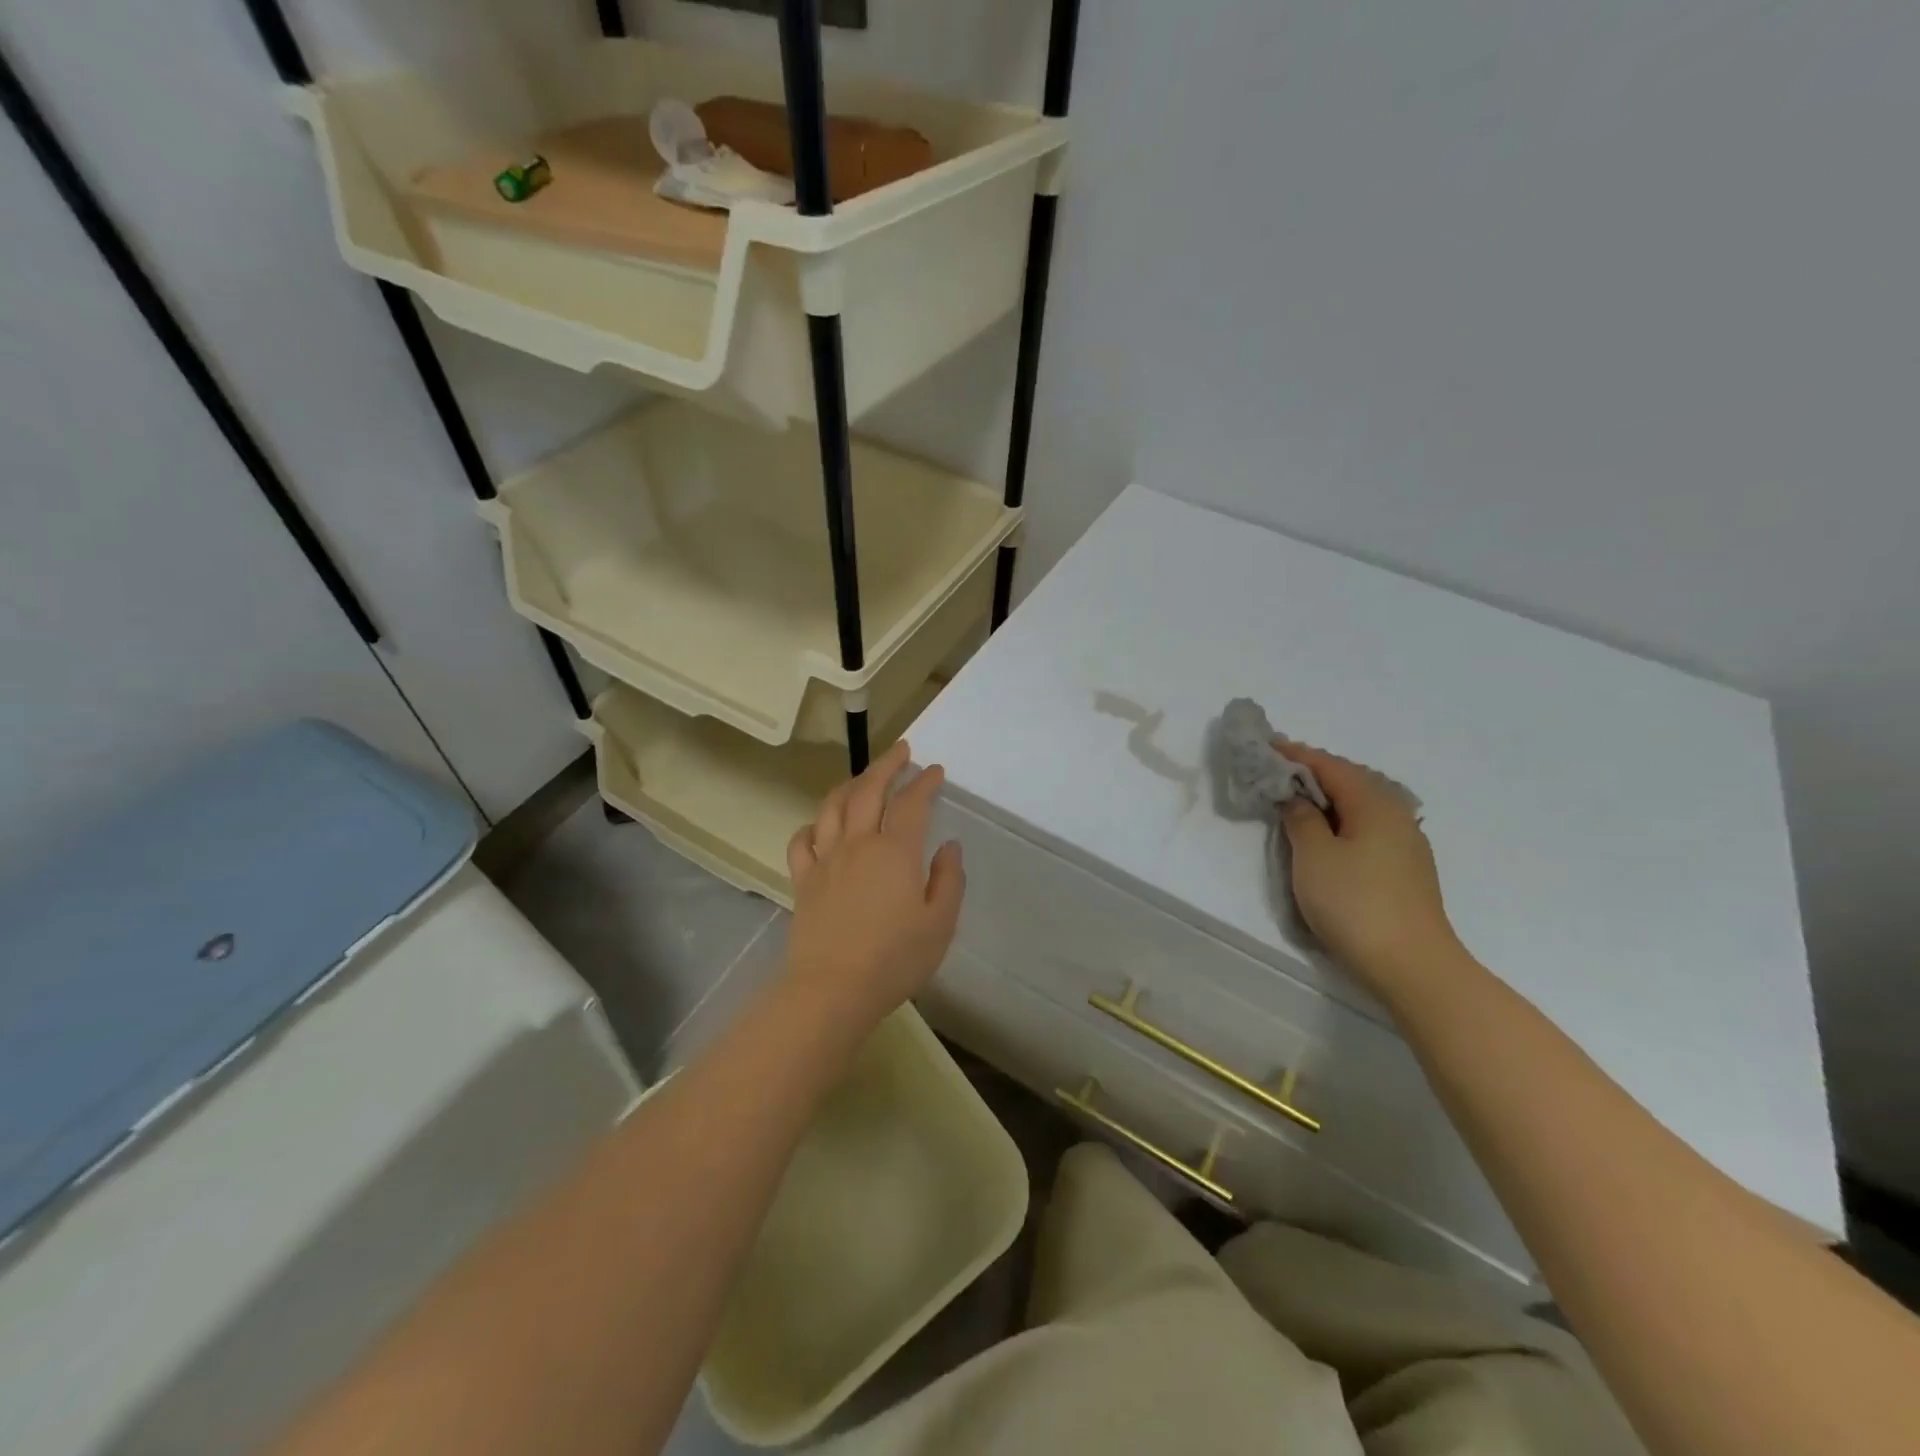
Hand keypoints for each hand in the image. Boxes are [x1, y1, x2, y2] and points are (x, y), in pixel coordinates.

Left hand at [784, 740, 965, 1030]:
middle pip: (868, 790)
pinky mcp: (803, 880)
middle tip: (900, 751)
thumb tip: (949, 848)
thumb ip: (948, 880)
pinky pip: (803, 840)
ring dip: (850, 784)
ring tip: (862, 778)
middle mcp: (858, 843)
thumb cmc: (894, 959)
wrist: (831, 989)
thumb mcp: (939, 924)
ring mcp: (826, 859)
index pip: (911, 803)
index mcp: (895, 851)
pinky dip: (813, 825)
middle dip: (886, 765)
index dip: (924, 782)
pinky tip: (821, 825)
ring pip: (833, 807)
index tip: (935, 770)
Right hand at [1278, 741, 1462, 996]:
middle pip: (1350, 780)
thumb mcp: (1313, 856)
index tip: (1266, 745)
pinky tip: (1328, 831)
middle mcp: (1396, 815)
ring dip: (1328, 797)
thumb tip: (1296, 797)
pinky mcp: (1406, 868)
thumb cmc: (1355, 903)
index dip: (1296, 755)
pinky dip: (1342, 818)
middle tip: (1277, 769)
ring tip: (1297, 797)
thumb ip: (1301, 819)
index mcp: (1374, 804)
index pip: (1330, 766)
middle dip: (1313, 771)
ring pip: (1361, 805)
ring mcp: (1406, 843)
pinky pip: (1368, 826)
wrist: (1412, 965)